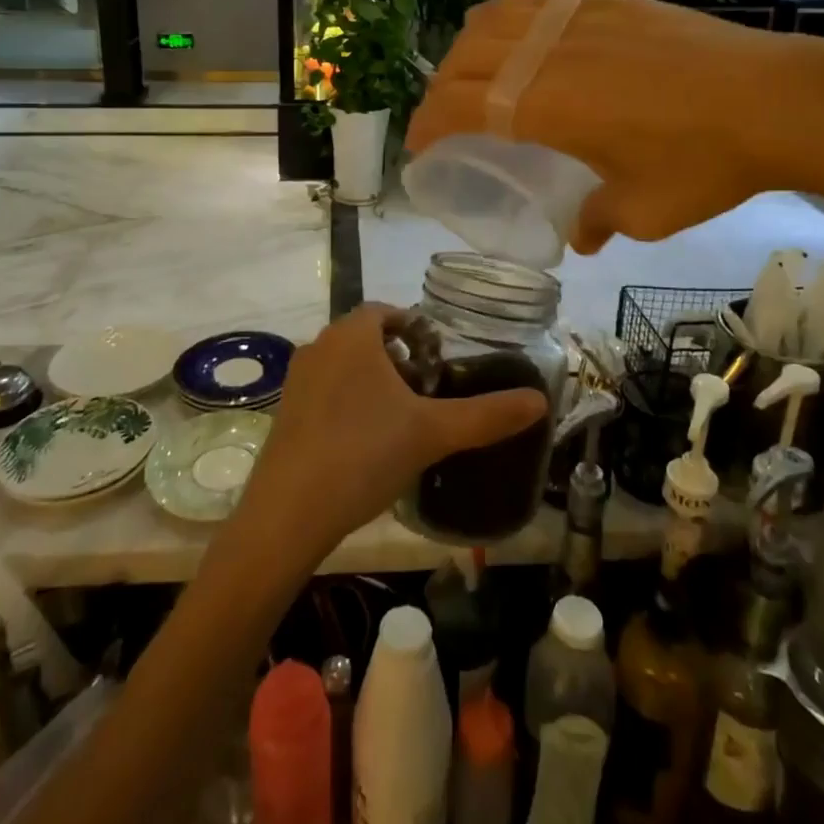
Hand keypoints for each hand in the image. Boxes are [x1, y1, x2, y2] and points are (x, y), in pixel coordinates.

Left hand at [238, 305, 547, 565]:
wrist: (289, 512)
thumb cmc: (365, 453)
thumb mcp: (433, 432)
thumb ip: (488, 415)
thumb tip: (540, 402)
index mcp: (352, 335)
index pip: (386, 312)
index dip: (414, 328)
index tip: (438, 357)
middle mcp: (319, 346)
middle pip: (365, 337)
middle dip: (397, 356)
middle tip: (426, 389)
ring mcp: (296, 379)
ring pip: (343, 364)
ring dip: (372, 379)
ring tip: (400, 417)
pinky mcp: (284, 412)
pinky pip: (324, 391)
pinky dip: (348, 401)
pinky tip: (365, 442)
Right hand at [406, 0, 823, 252]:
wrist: (774, 99)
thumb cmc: (703, 161)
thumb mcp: (645, 211)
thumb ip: (599, 220)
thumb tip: (583, 234)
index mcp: (542, 104)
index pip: (457, 105)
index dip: (427, 125)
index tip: (419, 148)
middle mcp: (546, 52)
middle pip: (464, 59)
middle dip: (439, 90)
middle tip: (444, 119)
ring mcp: (577, 19)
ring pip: (494, 19)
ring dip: (468, 48)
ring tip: (472, 73)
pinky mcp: (608, 2)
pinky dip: (509, 18)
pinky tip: (522, 36)